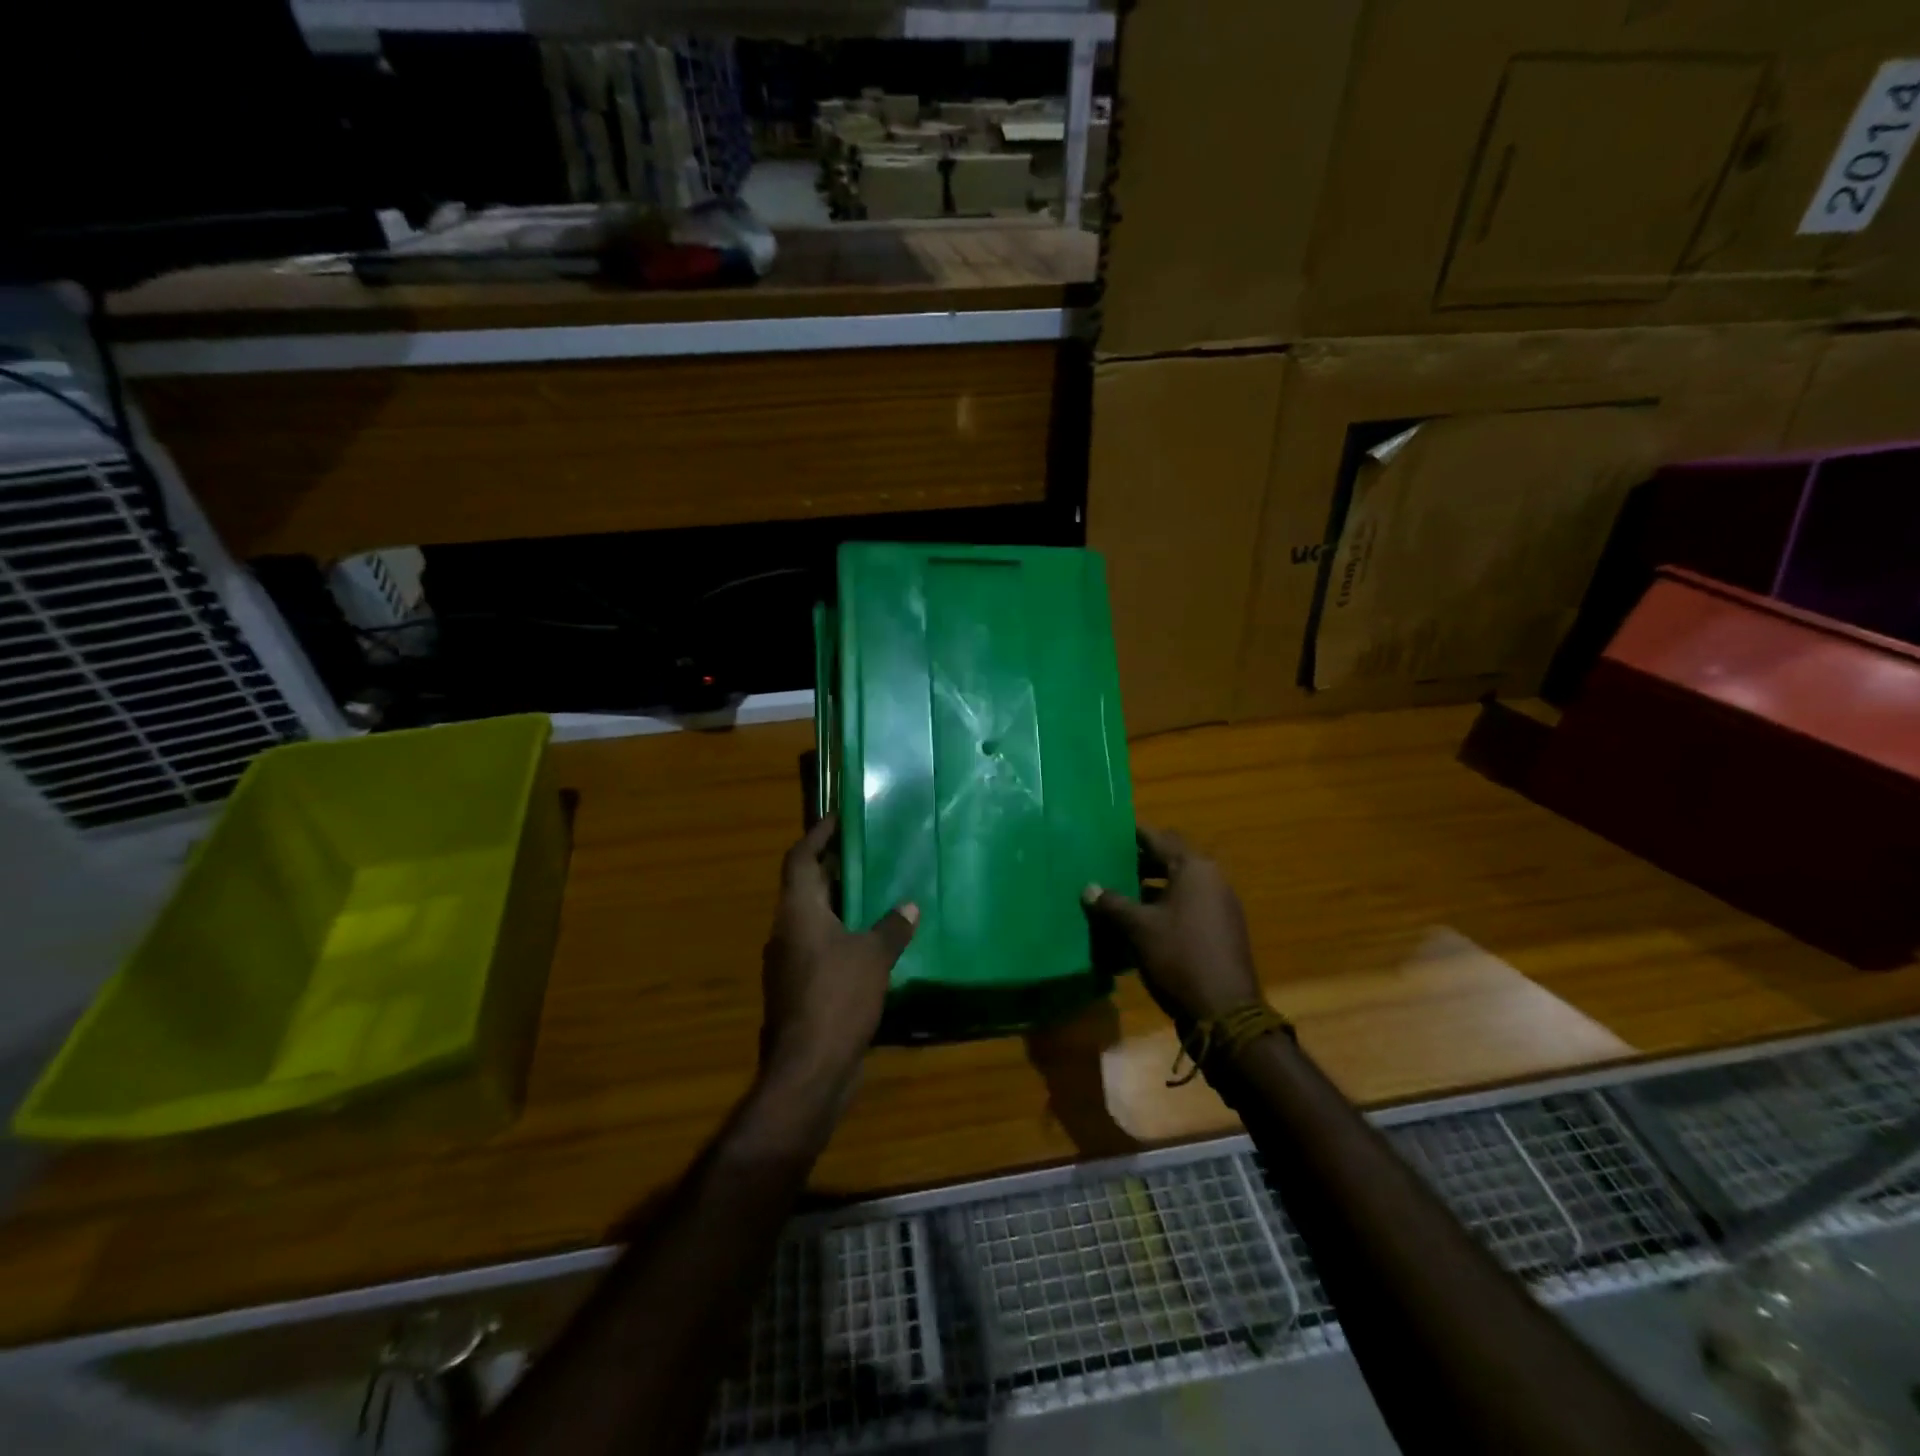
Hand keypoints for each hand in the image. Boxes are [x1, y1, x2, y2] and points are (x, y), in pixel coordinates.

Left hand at [760, 815, 917, 1087]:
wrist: (809, 1069)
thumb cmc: (838, 998)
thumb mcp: (874, 956)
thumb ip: (892, 927)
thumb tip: (909, 904)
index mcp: (798, 912)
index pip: (800, 859)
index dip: (817, 835)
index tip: (838, 817)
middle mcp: (787, 931)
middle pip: (807, 887)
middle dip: (834, 868)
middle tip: (868, 852)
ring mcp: (790, 963)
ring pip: (815, 920)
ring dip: (841, 904)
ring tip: (877, 892)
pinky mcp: (800, 990)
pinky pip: (822, 948)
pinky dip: (844, 936)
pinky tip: (874, 942)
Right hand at [1083, 825, 1260, 1023]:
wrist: (1225, 1012)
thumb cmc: (1179, 957)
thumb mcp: (1138, 929)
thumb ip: (1112, 903)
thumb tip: (1089, 887)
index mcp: (1194, 869)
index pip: (1159, 838)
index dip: (1133, 834)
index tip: (1109, 832)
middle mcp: (1212, 880)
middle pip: (1170, 860)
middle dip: (1140, 861)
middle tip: (1108, 864)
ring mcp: (1219, 905)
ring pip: (1178, 885)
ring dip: (1150, 886)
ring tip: (1117, 893)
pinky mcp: (1220, 929)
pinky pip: (1187, 906)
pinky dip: (1164, 906)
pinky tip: (1138, 922)